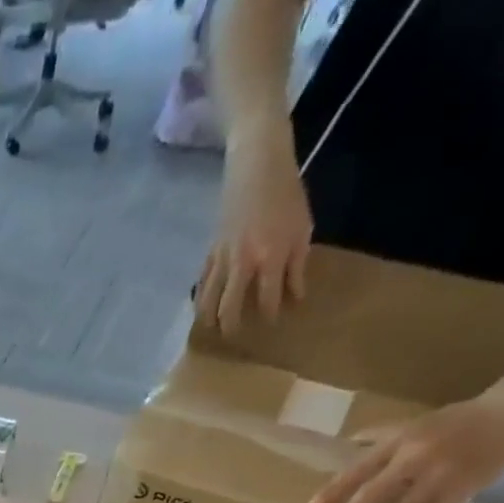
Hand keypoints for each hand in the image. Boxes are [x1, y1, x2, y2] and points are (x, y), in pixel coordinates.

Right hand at [197, 130, 311, 334]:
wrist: (257, 165)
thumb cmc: (287, 194)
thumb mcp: (302, 229)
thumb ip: (297, 266)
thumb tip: (295, 296)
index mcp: (270, 258)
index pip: (268, 301)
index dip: (270, 317)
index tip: (272, 325)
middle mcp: (243, 265)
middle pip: (230, 308)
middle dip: (232, 327)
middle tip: (234, 337)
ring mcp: (223, 259)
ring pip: (209, 300)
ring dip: (209, 319)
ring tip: (212, 330)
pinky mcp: (210, 252)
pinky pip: (202, 283)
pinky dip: (201, 298)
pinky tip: (202, 307)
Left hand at [308, 388, 503, 502]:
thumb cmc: (455, 420)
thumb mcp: (413, 423)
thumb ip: (380, 436)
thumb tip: (348, 441)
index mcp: (400, 442)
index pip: (359, 468)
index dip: (335, 489)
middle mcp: (416, 458)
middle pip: (376, 491)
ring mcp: (440, 476)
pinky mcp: (464, 489)